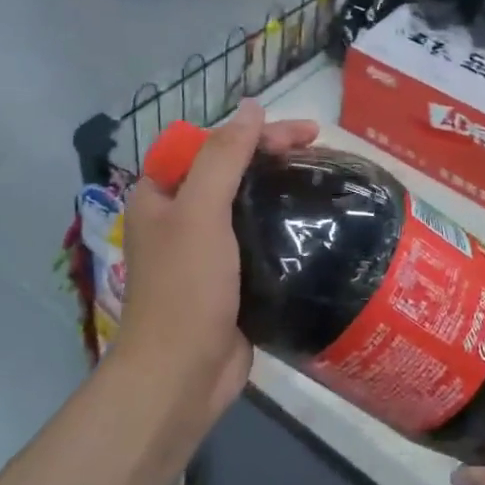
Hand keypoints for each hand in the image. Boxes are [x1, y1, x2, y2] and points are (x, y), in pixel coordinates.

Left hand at [117, 101, 317, 418]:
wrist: (180, 378)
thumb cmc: (185, 287)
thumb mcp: (200, 211)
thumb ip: (223, 156)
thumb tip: (251, 107)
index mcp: (161, 194)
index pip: (210, 143)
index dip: (254, 131)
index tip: (301, 134)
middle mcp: (180, 216)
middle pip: (231, 168)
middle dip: (272, 154)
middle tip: (320, 146)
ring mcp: (206, 249)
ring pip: (248, 202)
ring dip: (280, 187)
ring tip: (322, 180)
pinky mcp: (231, 278)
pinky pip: (260, 236)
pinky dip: (284, 223)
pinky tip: (314, 221)